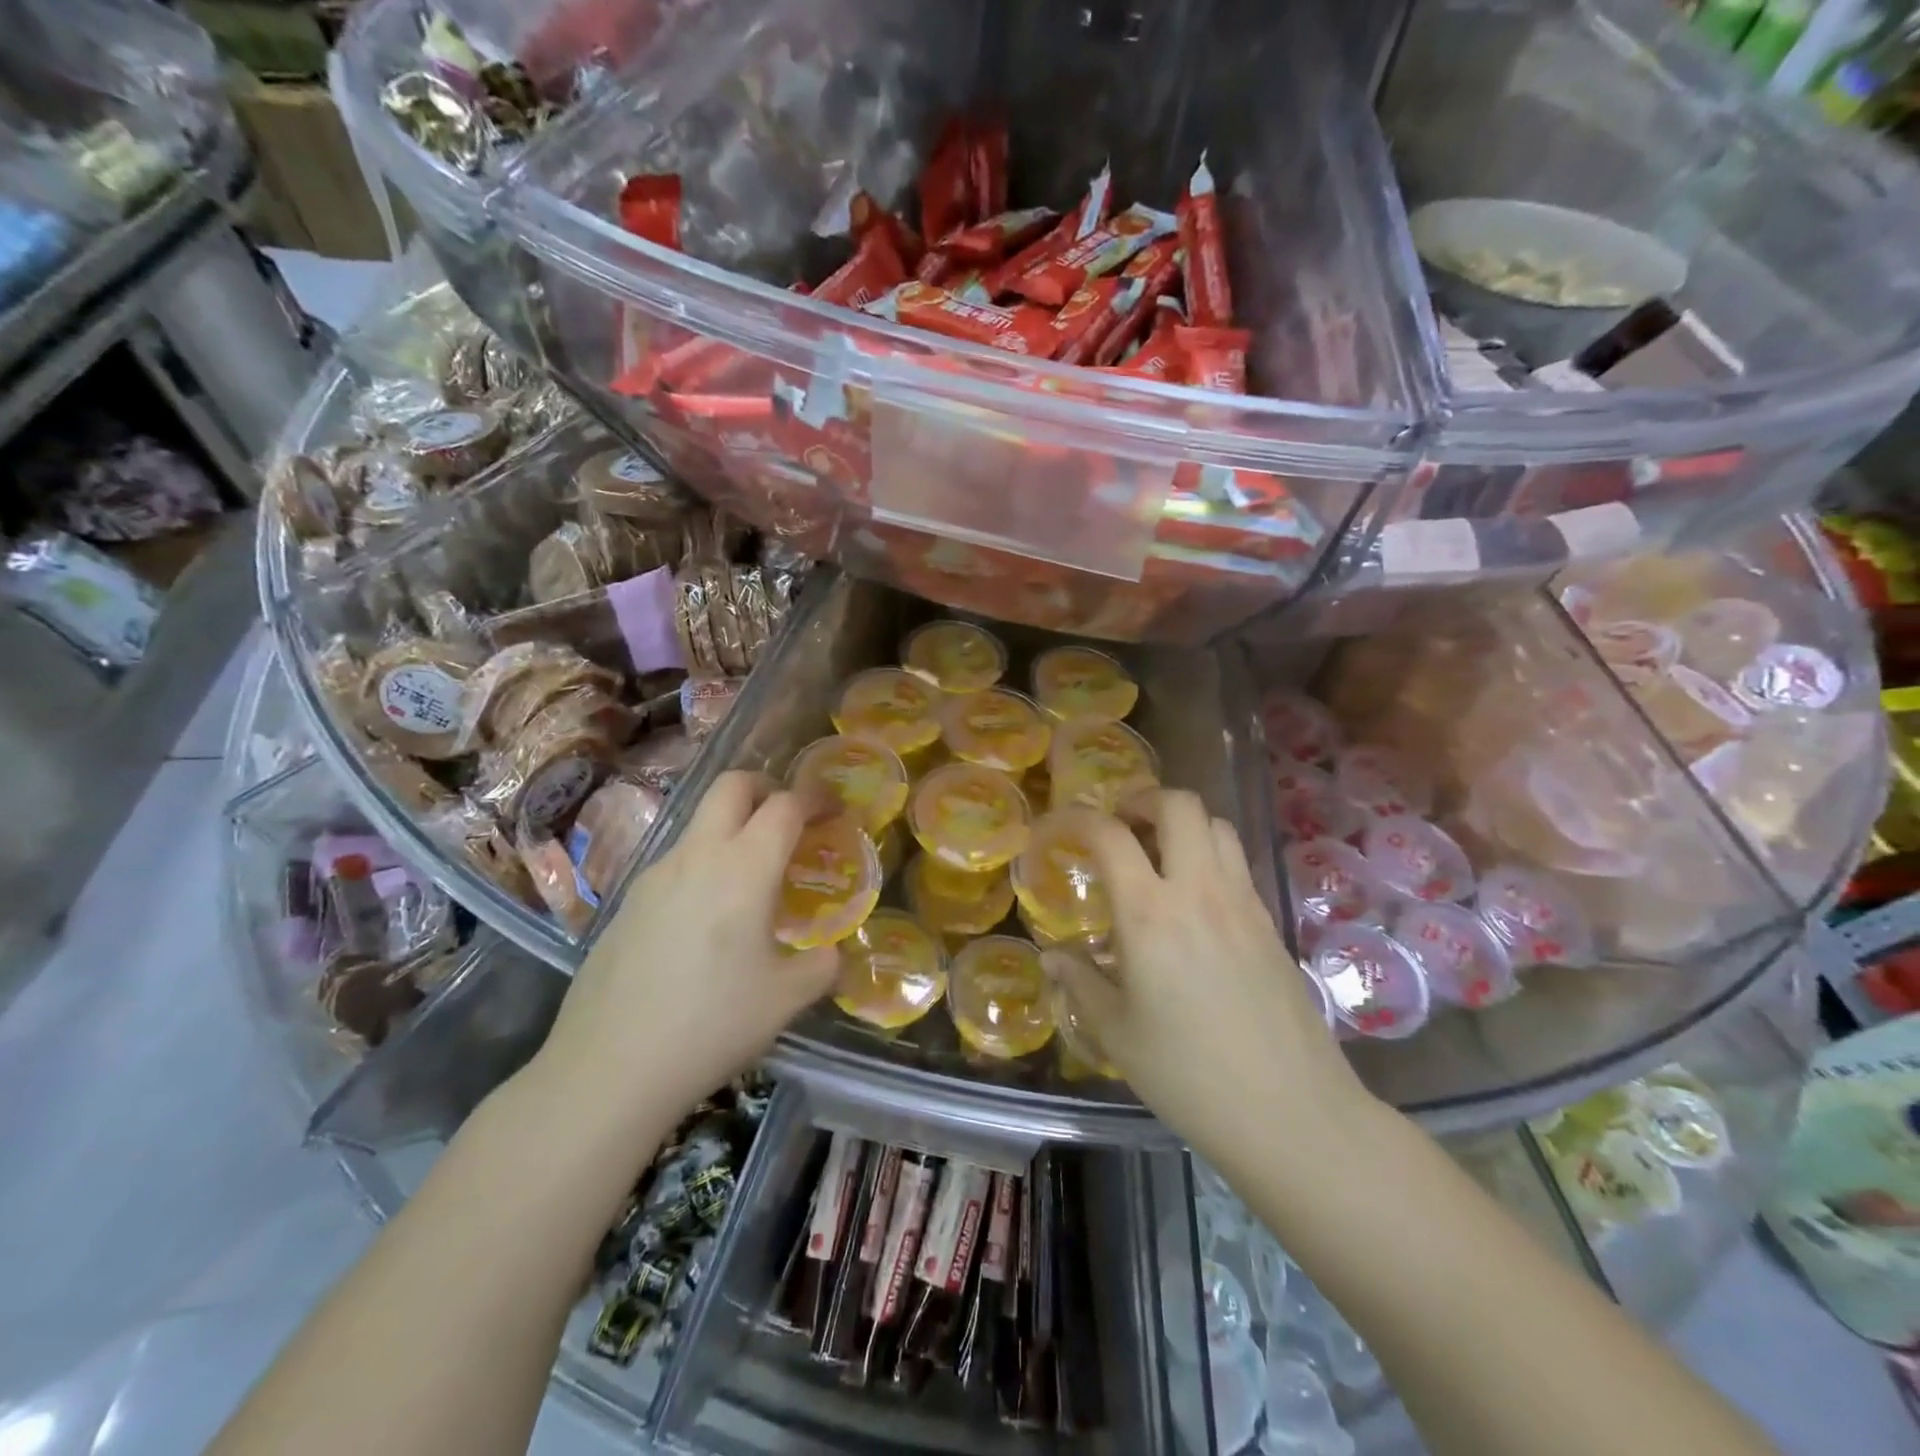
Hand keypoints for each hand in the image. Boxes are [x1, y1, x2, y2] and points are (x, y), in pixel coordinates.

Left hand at [538, 771, 839, 1115]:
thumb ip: (821, 965)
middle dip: (765, 787)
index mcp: (744, 868)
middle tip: (788, 820)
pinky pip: (675, 862)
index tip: (832, 812)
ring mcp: (654, 875)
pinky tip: (706, 919)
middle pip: (731, 786)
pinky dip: (703, 864)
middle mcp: (697, 855)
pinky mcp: (627, 901)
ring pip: (699, 823)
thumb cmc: (712, 1024)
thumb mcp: (786, 999)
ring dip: (731, 828)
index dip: (814, 799)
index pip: (784, 805)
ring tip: (751, 878)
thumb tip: (832, 954)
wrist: (609, 1067)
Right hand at [1046, 790, 1374, 1163]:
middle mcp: (1199, 891)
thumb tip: (1052, 958)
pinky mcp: (1270, 922)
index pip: (1111, 835)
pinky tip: (1195, 897)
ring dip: (1183, 823)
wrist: (1292, 1113)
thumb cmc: (1189, 1076)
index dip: (1078, 819)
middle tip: (1121, 824)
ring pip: (1217, 825)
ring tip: (1159, 853)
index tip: (1060, 827)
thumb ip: (1081, 983)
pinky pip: (1238, 862)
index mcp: (1150, 914)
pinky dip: (1210, 854)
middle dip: (1143, 799)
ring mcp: (1243, 902)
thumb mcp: (1117, 1032)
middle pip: (1179, 805)